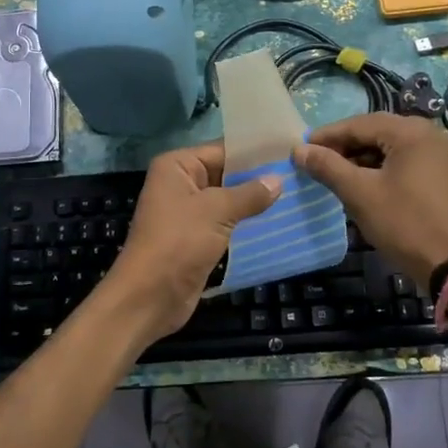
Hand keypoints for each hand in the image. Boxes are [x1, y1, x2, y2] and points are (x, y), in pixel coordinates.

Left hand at [99, 142, 280, 345]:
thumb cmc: (178, 243)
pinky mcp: (197, 238)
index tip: (289, 151)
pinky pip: (226, 222)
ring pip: (228, 200)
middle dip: (258, 177)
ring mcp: (188, 212)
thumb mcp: (216, 211)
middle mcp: (181, 183)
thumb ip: (249, 194)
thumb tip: (278, 180)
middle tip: (298, 173)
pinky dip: (246, 222)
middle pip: (226, 173)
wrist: (149, 297)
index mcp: (177, 166)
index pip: (222, 150)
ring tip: (295, 194)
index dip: (254, 152)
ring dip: (255, 201)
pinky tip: (277, 220)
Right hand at [295, 114, 447, 285]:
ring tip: (331, 174)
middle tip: (313, 162)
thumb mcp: (360, 193)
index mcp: (410, 131)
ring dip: (359, 158)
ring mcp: (436, 152)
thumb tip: (298, 150)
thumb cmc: (404, 223)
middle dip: (342, 146)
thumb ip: (328, 166)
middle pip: (373, 131)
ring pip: (386, 146)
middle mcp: (426, 133)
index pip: (358, 124)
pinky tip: (359, 182)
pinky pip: (400, 159)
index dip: (327, 136)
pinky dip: (377, 167)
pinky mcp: (438, 171)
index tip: (300, 150)